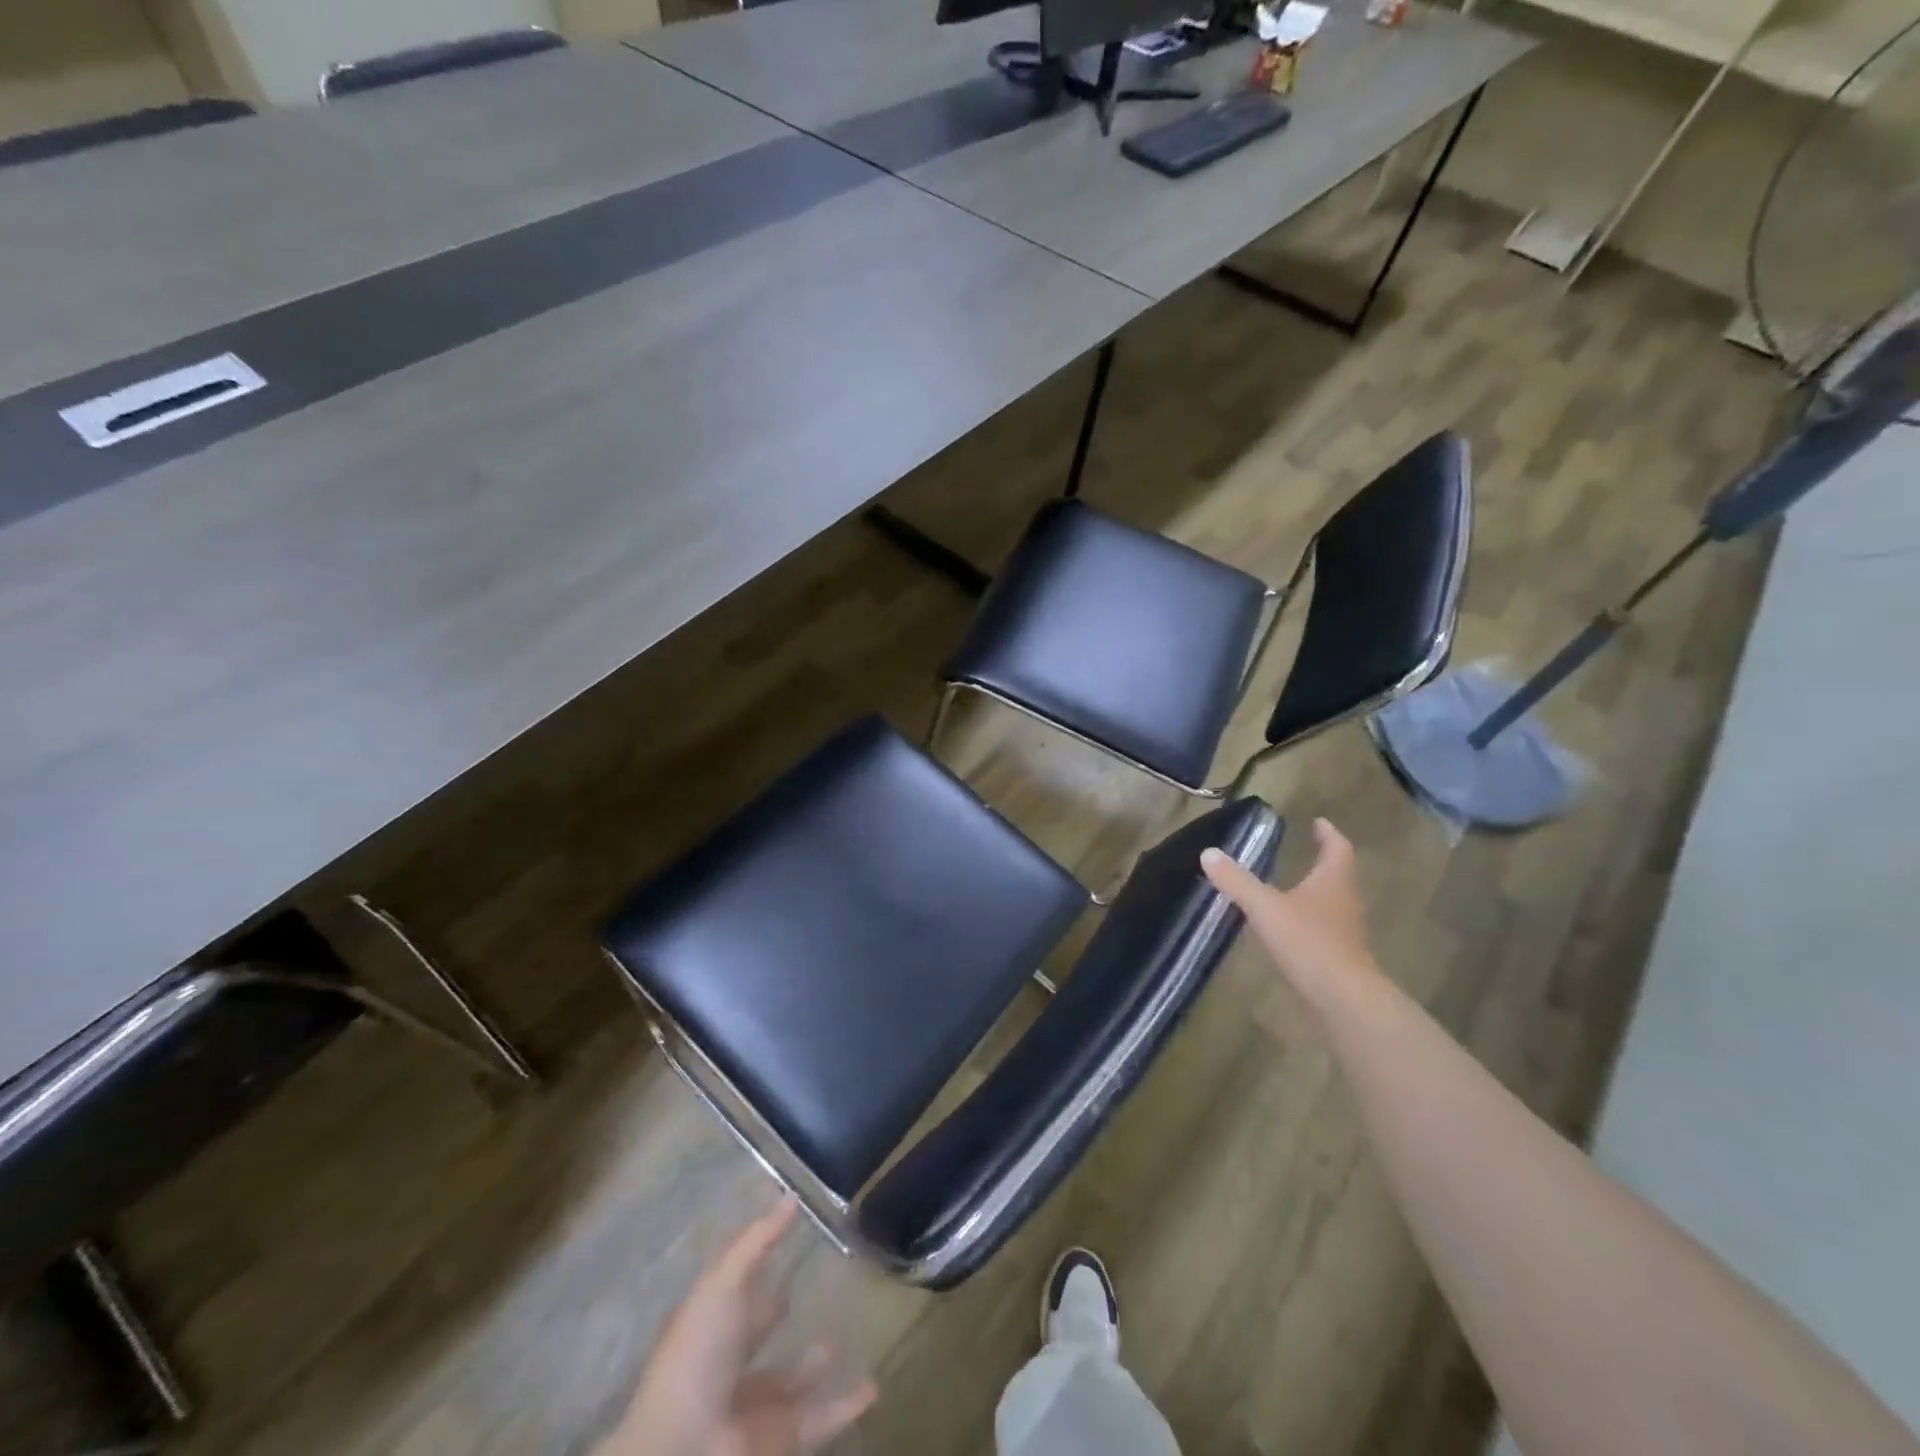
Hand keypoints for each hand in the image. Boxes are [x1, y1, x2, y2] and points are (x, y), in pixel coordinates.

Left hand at [599, 1201, 875, 1455]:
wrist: (684, 1451)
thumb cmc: (698, 1357)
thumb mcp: (723, 1284)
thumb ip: (757, 1241)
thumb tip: (791, 1197)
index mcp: (709, 1327)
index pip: (735, 1293)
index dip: (756, 1269)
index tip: (787, 1243)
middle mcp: (728, 1366)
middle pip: (758, 1337)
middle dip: (779, 1316)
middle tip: (817, 1290)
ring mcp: (753, 1406)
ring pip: (791, 1382)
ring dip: (814, 1364)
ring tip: (844, 1337)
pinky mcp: (779, 1439)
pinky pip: (818, 1421)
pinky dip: (844, 1407)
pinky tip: (872, 1387)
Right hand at [1201, 818, 1381, 1007]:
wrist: (1344, 999)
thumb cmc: (1308, 943)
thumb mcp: (1265, 908)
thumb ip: (1237, 881)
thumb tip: (1209, 853)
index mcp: (1333, 881)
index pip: (1337, 848)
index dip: (1328, 833)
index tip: (1319, 822)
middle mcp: (1345, 900)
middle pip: (1339, 873)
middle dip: (1323, 860)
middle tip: (1305, 849)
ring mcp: (1346, 930)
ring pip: (1334, 900)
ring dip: (1318, 889)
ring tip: (1293, 884)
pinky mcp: (1341, 955)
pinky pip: (1326, 926)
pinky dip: (1311, 917)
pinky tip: (1291, 925)